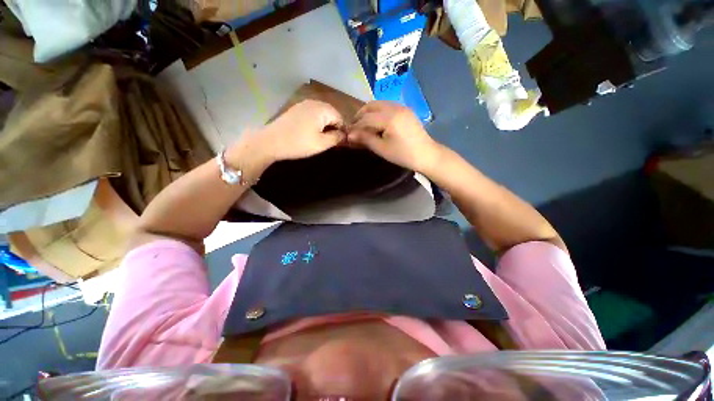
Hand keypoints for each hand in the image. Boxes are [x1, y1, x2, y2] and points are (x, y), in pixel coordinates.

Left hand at [229, 100, 345, 167]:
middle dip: (333, 127)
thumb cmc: (299, 143)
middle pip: (331, 114)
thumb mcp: (322, 144)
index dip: (342, 131)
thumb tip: (345, 134)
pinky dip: (315, 123)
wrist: (270, 142)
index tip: (338, 143)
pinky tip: (310, 133)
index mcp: (322, 109)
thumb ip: (336, 138)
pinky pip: (312, 114)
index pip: (340, 118)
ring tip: (320, 139)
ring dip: (324, 126)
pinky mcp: (295, 109)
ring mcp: (303, 104)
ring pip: (321, 114)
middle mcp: (314, 102)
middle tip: (330, 142)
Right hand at [348, 101, 441, 172]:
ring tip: (363, 125)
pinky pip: (387, 106)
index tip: (348, 134)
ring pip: (379, 104)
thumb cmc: (403, 155)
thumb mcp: (382, 149)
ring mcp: (401, 107)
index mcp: (389, 117)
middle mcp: (395, 107)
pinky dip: (378, 112)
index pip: (366, 118)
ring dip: (368, 112)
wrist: (427, 155)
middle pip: (371, 106)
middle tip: (354, 127)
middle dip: (360, 115)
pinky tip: (376, 123)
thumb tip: (349, 134)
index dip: (355, 126)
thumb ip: (365, 139)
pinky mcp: (405, 110)